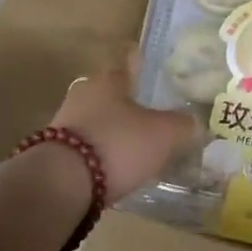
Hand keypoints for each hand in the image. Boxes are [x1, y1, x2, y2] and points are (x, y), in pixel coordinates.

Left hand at [48, 65, 200, 200]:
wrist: (63, 183)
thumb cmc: (119, 144)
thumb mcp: (164, 134)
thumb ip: (183, 125)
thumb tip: (195, 123)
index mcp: (108, 79)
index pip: (131, 67)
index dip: (149, 75)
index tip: (163, 85)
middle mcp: (83, 94)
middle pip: (114, 97)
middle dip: (133, 109)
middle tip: (157, 124)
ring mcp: (65, 124)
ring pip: (100, 124)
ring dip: (117, 135)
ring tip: (140, 152)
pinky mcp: (56, 153)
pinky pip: (88, 150)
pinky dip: (103, 157)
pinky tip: (118, 171)